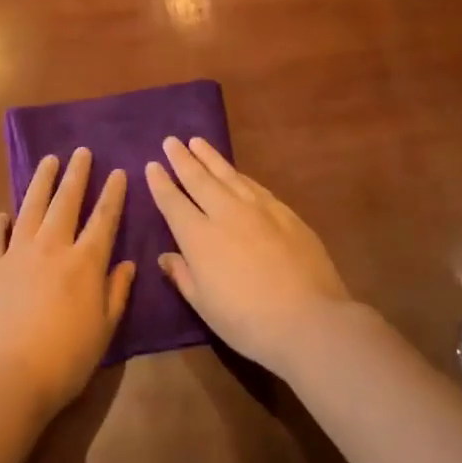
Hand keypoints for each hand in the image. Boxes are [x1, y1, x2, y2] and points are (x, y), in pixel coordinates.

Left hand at [0, 148, 133, 416]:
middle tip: (81, 152)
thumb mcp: (104, 329)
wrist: (6, 375)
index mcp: (85, 262)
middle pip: (66, 201)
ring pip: (31, 206)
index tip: (118, 172)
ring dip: (42, 182)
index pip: (104, 218)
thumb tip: (127, 263)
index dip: (113, 194)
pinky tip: (4, 214)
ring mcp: (17, 253)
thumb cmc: (65, 358)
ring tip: (49, 161)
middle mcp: (52, 246)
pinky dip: (1, 222)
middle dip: (77, 174)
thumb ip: (116, 292)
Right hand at [145, 137, 354, 376]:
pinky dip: (240, 175)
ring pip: (228, 175)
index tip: (152, 165)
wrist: (309, 320)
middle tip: (171, 141)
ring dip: (210, 158)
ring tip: (198, 142)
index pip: (173, 202)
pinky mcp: (285, 213)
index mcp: (199, 237)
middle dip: (183, 159)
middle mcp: (226, 214)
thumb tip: (166, 256)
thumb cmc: (248, 322)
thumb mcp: (204, 305)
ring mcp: (259, 210)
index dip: (161, 183)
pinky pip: (255, 186)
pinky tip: (236, 172)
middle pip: (199, 180)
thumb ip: (183, 276)